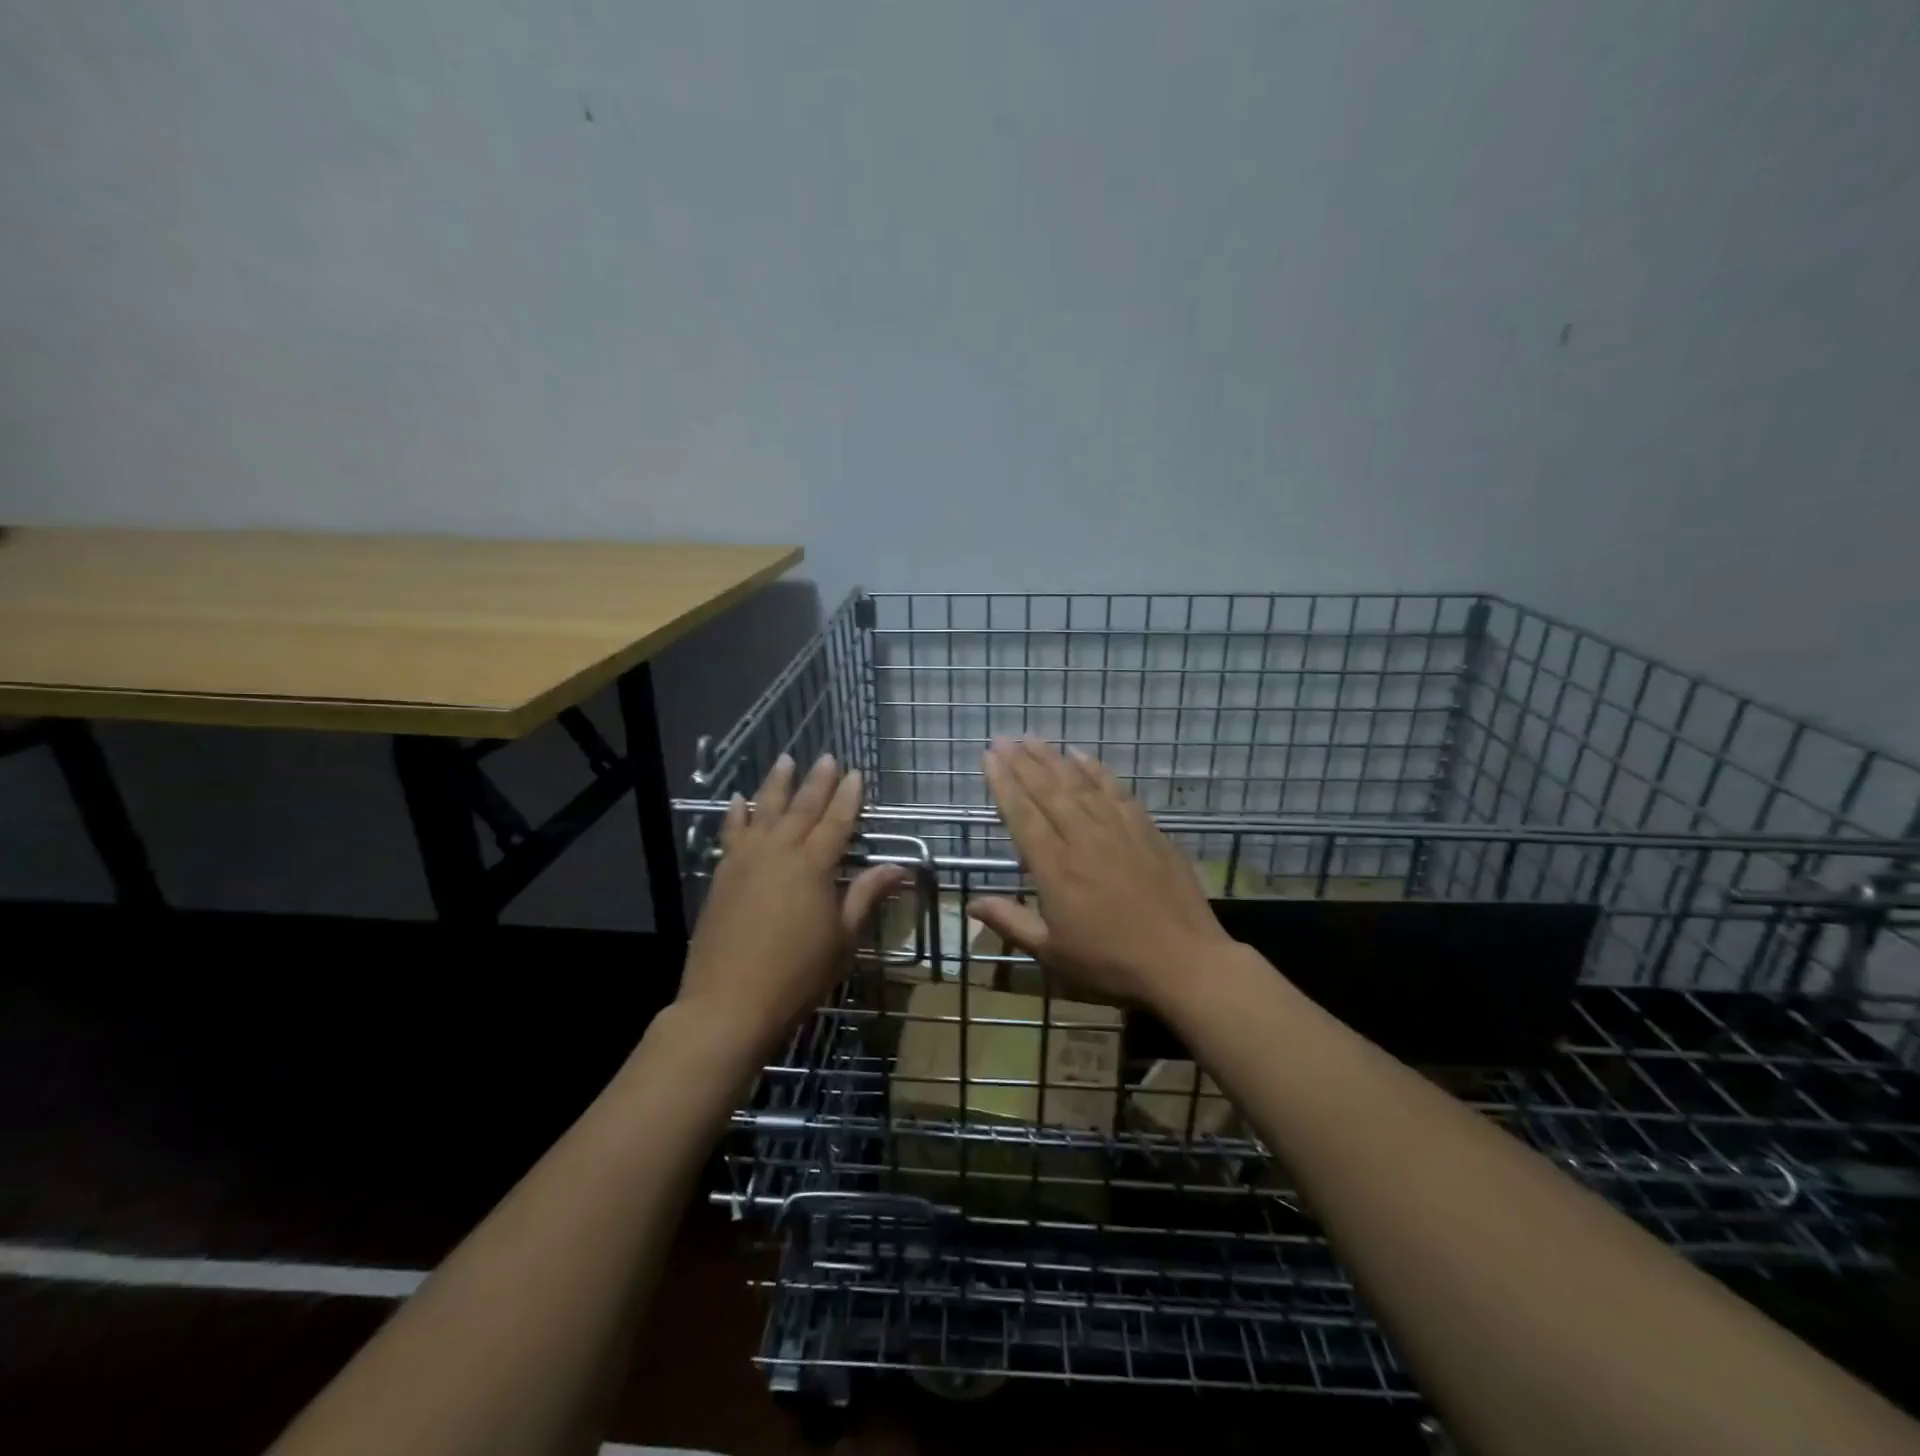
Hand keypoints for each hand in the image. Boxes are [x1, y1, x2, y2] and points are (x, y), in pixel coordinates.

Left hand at [676, 753, 907, 1057]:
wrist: (729, 1003)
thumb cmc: (797, 974)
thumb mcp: (843, 938)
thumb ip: (866, 896)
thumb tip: (898, 867)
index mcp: (814, 866)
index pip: (837, 821)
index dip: (849, 797)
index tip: (857, 773)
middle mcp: (779, 852)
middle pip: (802, 808)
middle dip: (817, 781)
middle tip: (827, 757)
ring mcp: (746, 860)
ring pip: (764, 811)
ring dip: (776, 784)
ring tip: (785, 760)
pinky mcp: (722, 875)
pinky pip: (731, 833)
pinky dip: (736, 813)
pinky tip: (737, 800)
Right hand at [967, 736, 1237, 1012]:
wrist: (1183, 961)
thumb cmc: (1111, 962)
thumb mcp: (1052, 952)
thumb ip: (1011, 922)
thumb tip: (971, 904)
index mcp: (1055, 867)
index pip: (1022, 815)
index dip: (1003, 783)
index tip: (989, 757)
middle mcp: (1082, 838)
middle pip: (1047, 790)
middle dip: (1022, 761)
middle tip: (1003, 738)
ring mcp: (1117, 829)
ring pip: (1079, 784)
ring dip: (1053, 758)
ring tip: (1033, 738)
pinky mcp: (1146, 829)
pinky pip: (1115, 790)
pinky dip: (1096, 769)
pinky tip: (1082, 755)